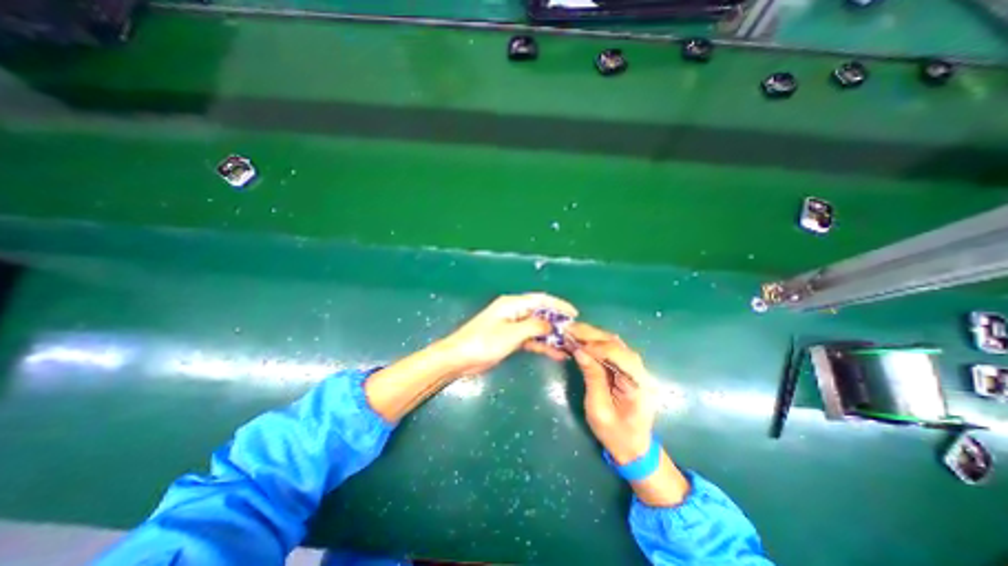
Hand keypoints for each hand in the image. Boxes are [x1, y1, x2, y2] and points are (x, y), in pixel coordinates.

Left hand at [440, 294, 578, 376]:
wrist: (460, 358)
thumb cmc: (484, 342)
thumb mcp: (512, 333)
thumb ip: (534, 326)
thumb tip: (551, 324)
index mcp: (513, 304)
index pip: (541, 300)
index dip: (559, 305)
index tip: (574, 314)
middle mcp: (514, 312)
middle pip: (540, 313)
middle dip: (557, 322)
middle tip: (574, 333)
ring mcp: (512, 326)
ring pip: (537, 328)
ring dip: (551, 336)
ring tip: (569, 345)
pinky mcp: (510, 339)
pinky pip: (531, 339)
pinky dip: (542, 345)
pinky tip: (555, 353)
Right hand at [571, 323, 658, 463]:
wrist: (634, 448)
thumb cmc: (616, 434)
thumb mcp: (599, 410)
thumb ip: (592, 378)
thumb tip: (579, 351)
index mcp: (639, 384)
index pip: (618, 355)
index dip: (596, 346)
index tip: (575, 343)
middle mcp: (641, 371)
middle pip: (616, 344)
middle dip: (591, 335)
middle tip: (569, 329)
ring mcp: (636, 369)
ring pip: (614, 344)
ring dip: (592, 336)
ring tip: (572, 332)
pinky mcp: (628, 369)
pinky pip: (612, 350)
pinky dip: (596, 343)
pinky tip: (582, 341)